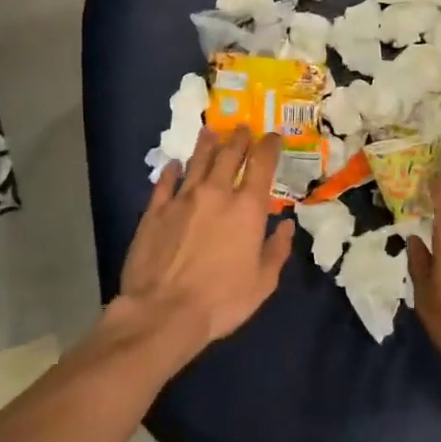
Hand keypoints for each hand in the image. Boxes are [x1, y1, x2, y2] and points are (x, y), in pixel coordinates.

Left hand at [113, 127, 294, 363]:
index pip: (262, 164)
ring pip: (197, 161)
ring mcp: (182, 199)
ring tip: (211, 131)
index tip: (273, 136)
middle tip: (243, 128)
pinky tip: (174, 164)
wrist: (163, 312)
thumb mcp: (263, 282)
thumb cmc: (222, 301)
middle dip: (239, 138)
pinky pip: (164, 182)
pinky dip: (171, 170)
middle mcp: (216, 193)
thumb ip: (276, 250)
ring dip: (207, 144)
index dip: (269, 146)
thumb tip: (286, 226)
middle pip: (229, 155)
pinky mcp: (154, 211)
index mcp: (247, 208)